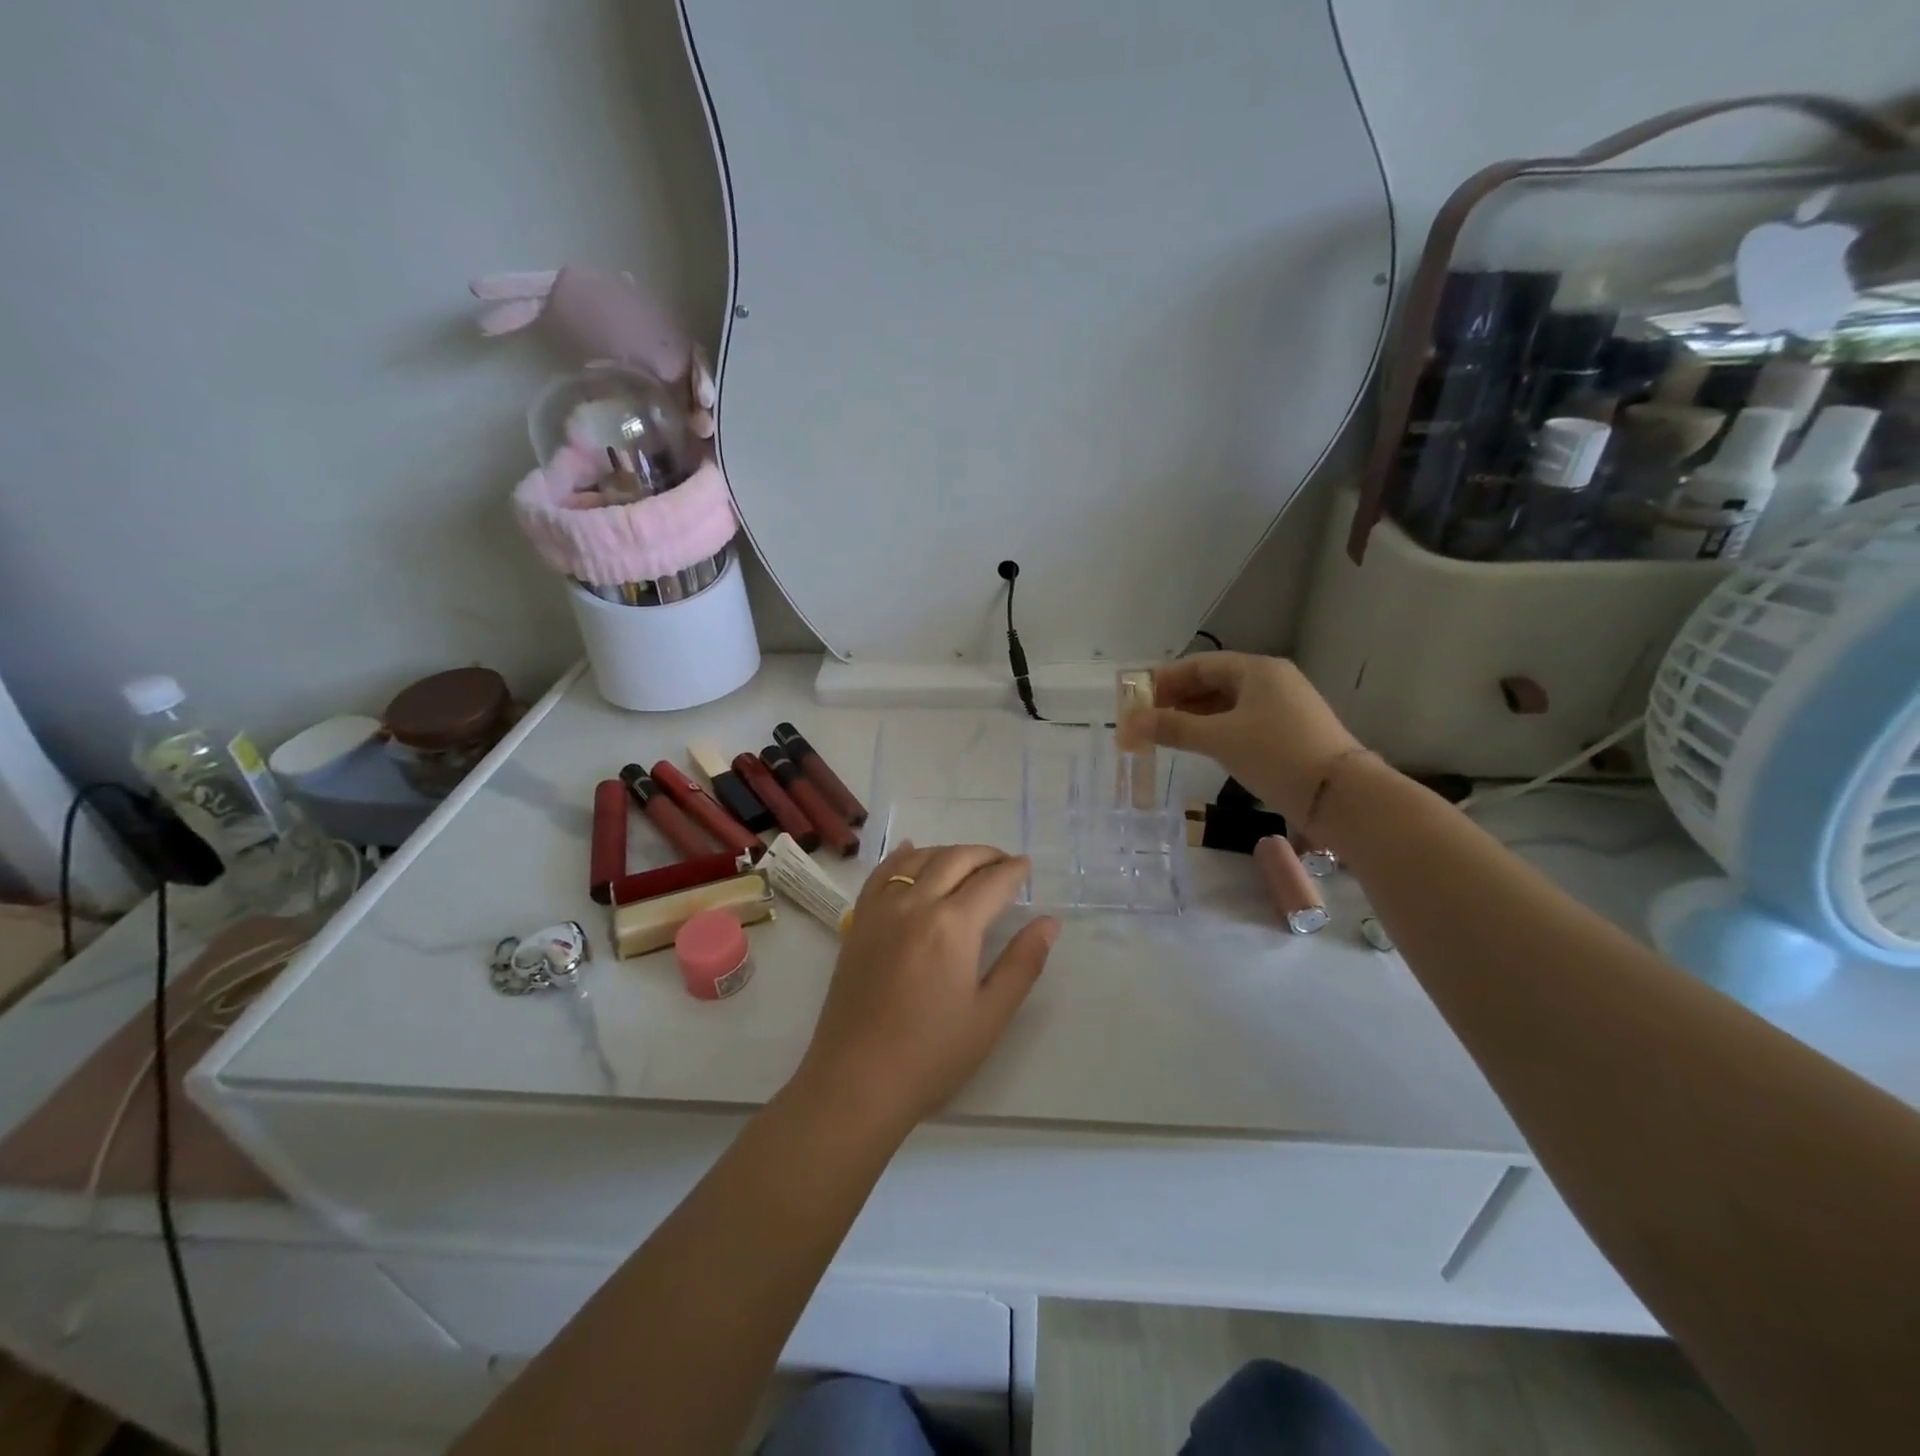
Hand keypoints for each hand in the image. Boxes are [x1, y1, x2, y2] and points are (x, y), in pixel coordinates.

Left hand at [793, 844, 1059, 1132]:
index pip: (991, 882)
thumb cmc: (932, 1055)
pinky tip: (911, 851)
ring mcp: (881, 910)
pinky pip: (880, 874)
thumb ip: (1022, 963)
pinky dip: (900, 856)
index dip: (1014, 871)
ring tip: (968, 862)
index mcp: (952, 926)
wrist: (856, 1081)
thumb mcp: (989, 1015)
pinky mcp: (858, 922)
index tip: (1027, 867)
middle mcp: (915, 904)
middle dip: (985, 855)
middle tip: (1005, 863)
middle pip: (955, 859)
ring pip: (918, 859)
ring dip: (948, 852)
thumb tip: (1049, 922)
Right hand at [1118, 652, 1362, 822]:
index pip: (1200, 665)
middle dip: (1177, 699)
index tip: (1137, 699)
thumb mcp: (1219, 739)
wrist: (1339, 795)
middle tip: (1147, 720)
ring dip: (1195, 716)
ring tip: (1166, 735)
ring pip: (1227, 704)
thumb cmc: (1276, 754)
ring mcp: (1283, 706)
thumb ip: (1173, 728)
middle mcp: (1272, 680)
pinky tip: (1199, 745)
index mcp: (1257, 669)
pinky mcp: (1289, 732)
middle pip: (1214, 682)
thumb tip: (1129, 722)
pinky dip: (1216, 729)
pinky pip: (1242, 721)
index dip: (1165, 680)